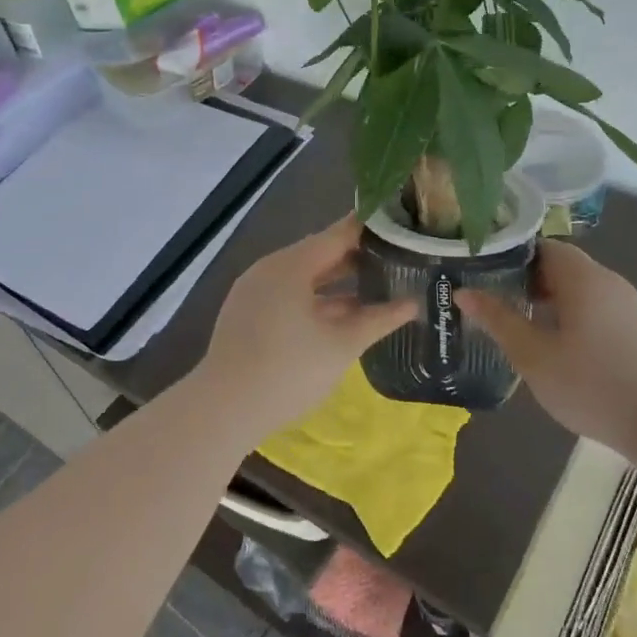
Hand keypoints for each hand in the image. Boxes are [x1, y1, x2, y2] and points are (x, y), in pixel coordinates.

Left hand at [196, 216, 418, 436]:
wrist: (223, 410)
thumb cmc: (288, 372)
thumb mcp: (341, 345)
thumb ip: (379, 319)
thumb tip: (413, 303)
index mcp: (291, 265)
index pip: (339, 234)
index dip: (371, 229)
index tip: (401, 226)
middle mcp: (270, 268)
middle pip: (320, 252)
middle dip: (357, 257)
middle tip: (397, 257)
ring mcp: (254, 290)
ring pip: (303, 276)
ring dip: (337, 281)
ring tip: (375, 285)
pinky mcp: (247, 312)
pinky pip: (288, 293)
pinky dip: (315, 298)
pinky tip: (339, 314)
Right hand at [456, 242, 636, 455]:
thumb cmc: (591, 384)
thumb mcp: (533, 355)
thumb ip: (498, 320)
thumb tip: (464, 293)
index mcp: (583, 277)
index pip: (543, 246)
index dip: (512, 256)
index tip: (485, 273)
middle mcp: (608, 281)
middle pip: (562, 266)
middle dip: (528, 280)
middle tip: (497, 301)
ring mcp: (628, 305)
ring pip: (580, 289)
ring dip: (550, 300)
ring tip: (522, 325)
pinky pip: (597, 307)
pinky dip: (573, 315)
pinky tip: (559, 347)